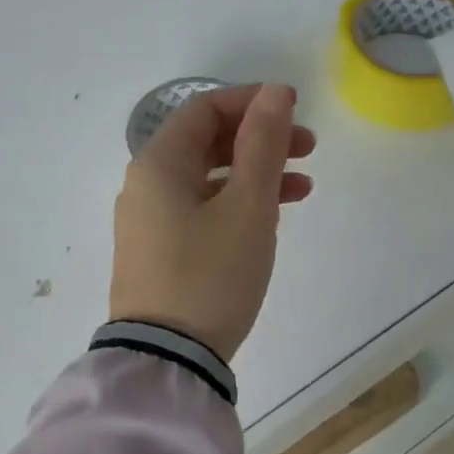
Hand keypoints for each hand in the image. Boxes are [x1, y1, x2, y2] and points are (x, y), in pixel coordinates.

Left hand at [109, 84, 314, 360]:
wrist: (167, 360)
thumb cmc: (211, 275)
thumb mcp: (247, 206)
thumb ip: (262, 144)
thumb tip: (273, 93)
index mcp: (158, 164)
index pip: (205, 109)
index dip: (252, 102)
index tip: (295, 110)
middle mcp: (145, 186)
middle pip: (205, 143)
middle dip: (259, 140)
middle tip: (307, 150)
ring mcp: (149, 222)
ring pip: (207, 179)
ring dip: (254, 175)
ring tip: (302, 188)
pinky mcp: (158, 253)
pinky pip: (200, 211)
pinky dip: (235, 205)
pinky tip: (270, 220)